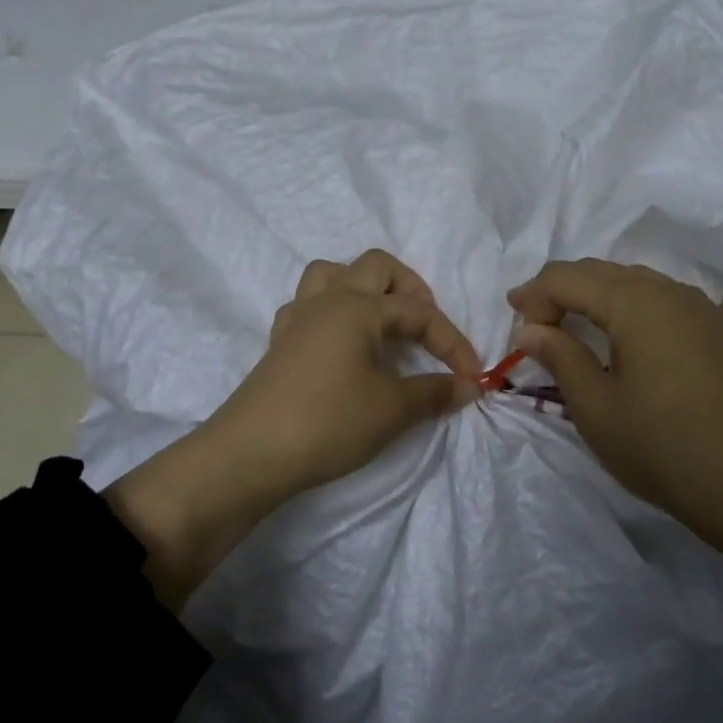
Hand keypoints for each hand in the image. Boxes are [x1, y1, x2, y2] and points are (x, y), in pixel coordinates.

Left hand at [207, 249, 482, 492]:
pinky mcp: (279, 343)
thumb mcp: (392, 410)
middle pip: (376, 267)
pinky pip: (307, 306)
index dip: (451, 341)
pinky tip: (341, 343)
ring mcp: (298, 319)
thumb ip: (434, 392)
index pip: (418, 312)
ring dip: (363, 288)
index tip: (472, 375)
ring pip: (332, 274)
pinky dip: (331, 312)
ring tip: (381, 323)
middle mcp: (328, 300)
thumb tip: (468, 385)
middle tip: (425, 327)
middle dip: (410, 289)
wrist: (250, 455)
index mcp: (358, 307)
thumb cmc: (328, 422)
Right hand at [507, 259, 722, 535]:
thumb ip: (559, 356)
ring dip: (595, 297)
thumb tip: (530, 329)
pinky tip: (623, 340)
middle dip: (561, 291)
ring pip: (634, 282)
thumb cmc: (663, 446)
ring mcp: (700, 308)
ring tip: (573, 329)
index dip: (533, 294)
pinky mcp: (718, 330)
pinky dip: (628, 309)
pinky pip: (661, 301)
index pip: (567, 277)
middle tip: (534, 324)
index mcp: (634, 301)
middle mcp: (669, 290)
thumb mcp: (596, 407)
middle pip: (601, 271)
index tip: (514, 325)